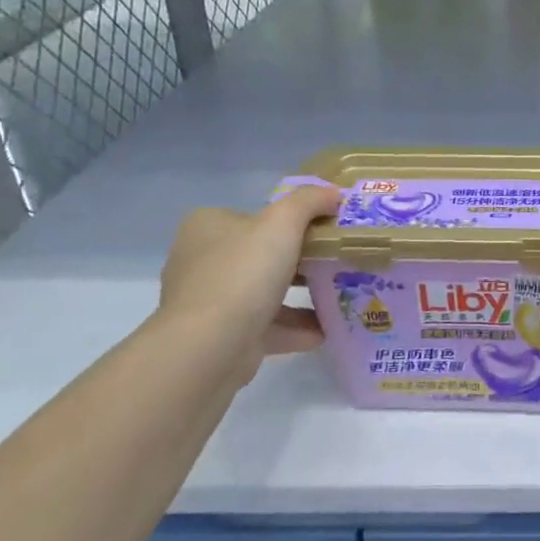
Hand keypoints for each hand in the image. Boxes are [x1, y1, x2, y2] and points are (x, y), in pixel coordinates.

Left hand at [157, 186, 340, 378]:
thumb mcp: (283, 222)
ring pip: (263, 292)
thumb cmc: (243, 273)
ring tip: (338, 296)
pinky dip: (294, 328)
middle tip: (335, 263)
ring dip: (300, 296)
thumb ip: (310, 201)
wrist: (210, 347)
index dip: (290, 221)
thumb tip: (334, 193)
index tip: (324, 231)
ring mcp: (208, 302)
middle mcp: (201, 261)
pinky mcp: (219, 337)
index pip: (253, 216)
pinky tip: (324, 330)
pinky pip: (264, 326)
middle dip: (299, 260)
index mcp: (207, 227)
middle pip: (260, 254)